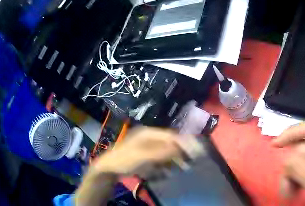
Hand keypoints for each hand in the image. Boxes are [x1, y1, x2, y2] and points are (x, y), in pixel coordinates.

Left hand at [76, 127, 194, 205]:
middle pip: (169, 143)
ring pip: (165, 151)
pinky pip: (159, 158)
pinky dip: (165, 164)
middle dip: (179, 152)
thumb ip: (162, 152)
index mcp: (148, 133)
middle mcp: (149, 137)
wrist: (109, 167)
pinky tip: (167, 171)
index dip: (184, 143)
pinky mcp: (145, 154)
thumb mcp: (144, 156)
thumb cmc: (125, 160)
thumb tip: (181, 147)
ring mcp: (146, 146)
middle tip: (189, 163)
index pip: (171, 136)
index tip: (195, 152)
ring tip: (181, 168)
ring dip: (173, 159)